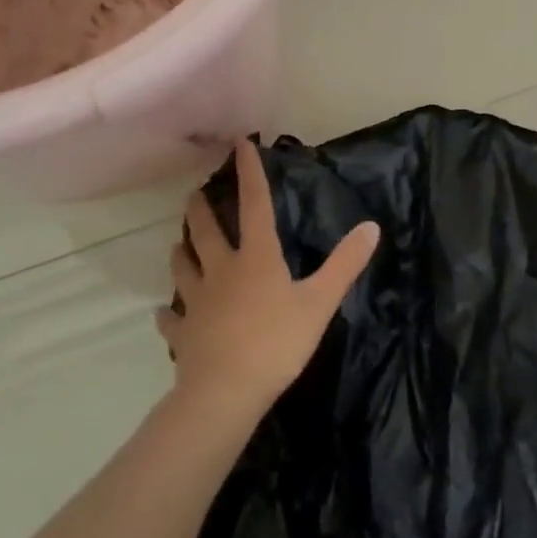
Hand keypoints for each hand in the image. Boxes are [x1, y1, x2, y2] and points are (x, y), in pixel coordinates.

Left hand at [157, 139, 379, 423]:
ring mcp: (198, 302)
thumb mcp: (320, 302)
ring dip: (182, 253)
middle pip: (207, 232)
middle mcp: (222, 271)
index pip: (255, 205)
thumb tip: (371, 226)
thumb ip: (345, 263)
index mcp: (257, 257)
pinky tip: (165, 314)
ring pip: (184, 269)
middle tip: (194, 194)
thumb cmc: (277, 342)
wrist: (225, 393)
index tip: (240, 144)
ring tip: (178, 243)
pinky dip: (168, 315)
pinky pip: (172, 320)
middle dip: (201, 209)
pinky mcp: (184, 335)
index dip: (249, 173)